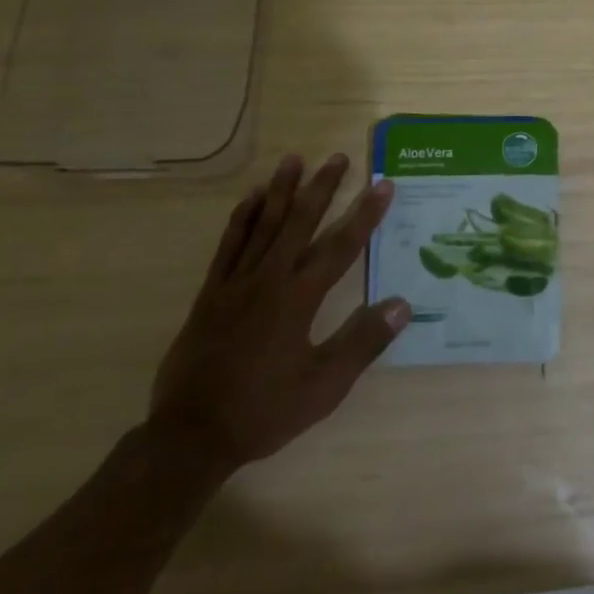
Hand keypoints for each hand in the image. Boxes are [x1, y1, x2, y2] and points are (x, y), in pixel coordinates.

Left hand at [147, 153, 410, 477]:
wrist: (191, 436)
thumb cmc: (264, 411)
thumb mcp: (324, 386)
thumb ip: (363, 342)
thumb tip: (403, 304)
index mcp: (299, 299)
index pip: (341, 247)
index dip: (365, 214)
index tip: (383, 185)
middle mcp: (269, 280)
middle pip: (301, 223)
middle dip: (322, 188)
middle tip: (338, 157)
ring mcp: (236, 283)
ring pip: (264, 225)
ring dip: (282, 190)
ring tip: (294, 159)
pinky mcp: (210, 293)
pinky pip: (229, 245)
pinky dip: (242, 218)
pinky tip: (252, 198)